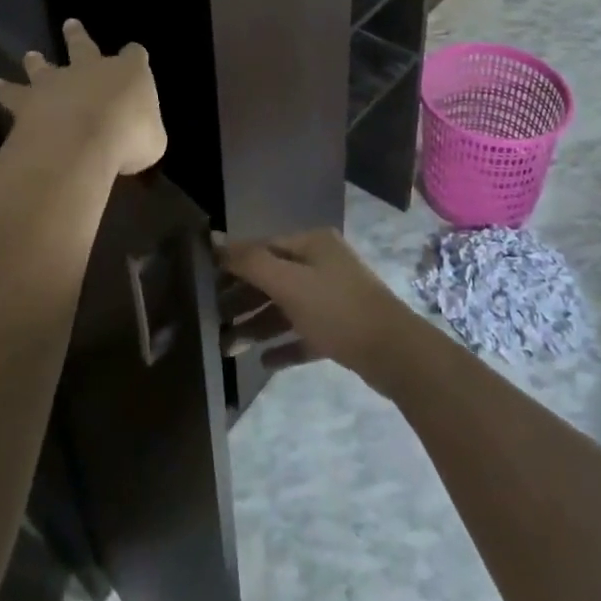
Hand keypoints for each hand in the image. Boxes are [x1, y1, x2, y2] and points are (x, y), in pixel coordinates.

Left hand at [0, 19, 166, 176]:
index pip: (135, 55)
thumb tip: (139, 137)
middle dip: (77, 36)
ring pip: (44, 66)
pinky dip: (5, 91)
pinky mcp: (28, 102)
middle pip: (83, 46)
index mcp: (128, 72)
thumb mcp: (152, 141)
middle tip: (69, 24)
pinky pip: (13, 94)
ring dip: (37, 62)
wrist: (79, 143)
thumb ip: (145, 133)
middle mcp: (91, 69)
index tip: (133, 55)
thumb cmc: (128, 138)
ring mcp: (57, 83)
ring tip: (30, 56)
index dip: (134, 56)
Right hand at [218, 229, 411, 386]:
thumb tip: (213, 238)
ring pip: (286, 308)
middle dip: (243, 301)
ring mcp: (333, 296)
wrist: (394, 353)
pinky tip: (265, 362)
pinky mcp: (341, 329)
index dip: (234, 265)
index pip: (263, 248)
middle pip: (273, 278)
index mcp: (311, 243)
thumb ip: (250, 262)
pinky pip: (304, 333)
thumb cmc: (337, 309)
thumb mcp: (289, 283)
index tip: (206, 286)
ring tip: (230, 349)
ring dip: (259, 326)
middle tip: (214, 324)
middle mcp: (322, 263)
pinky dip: (285, 344)